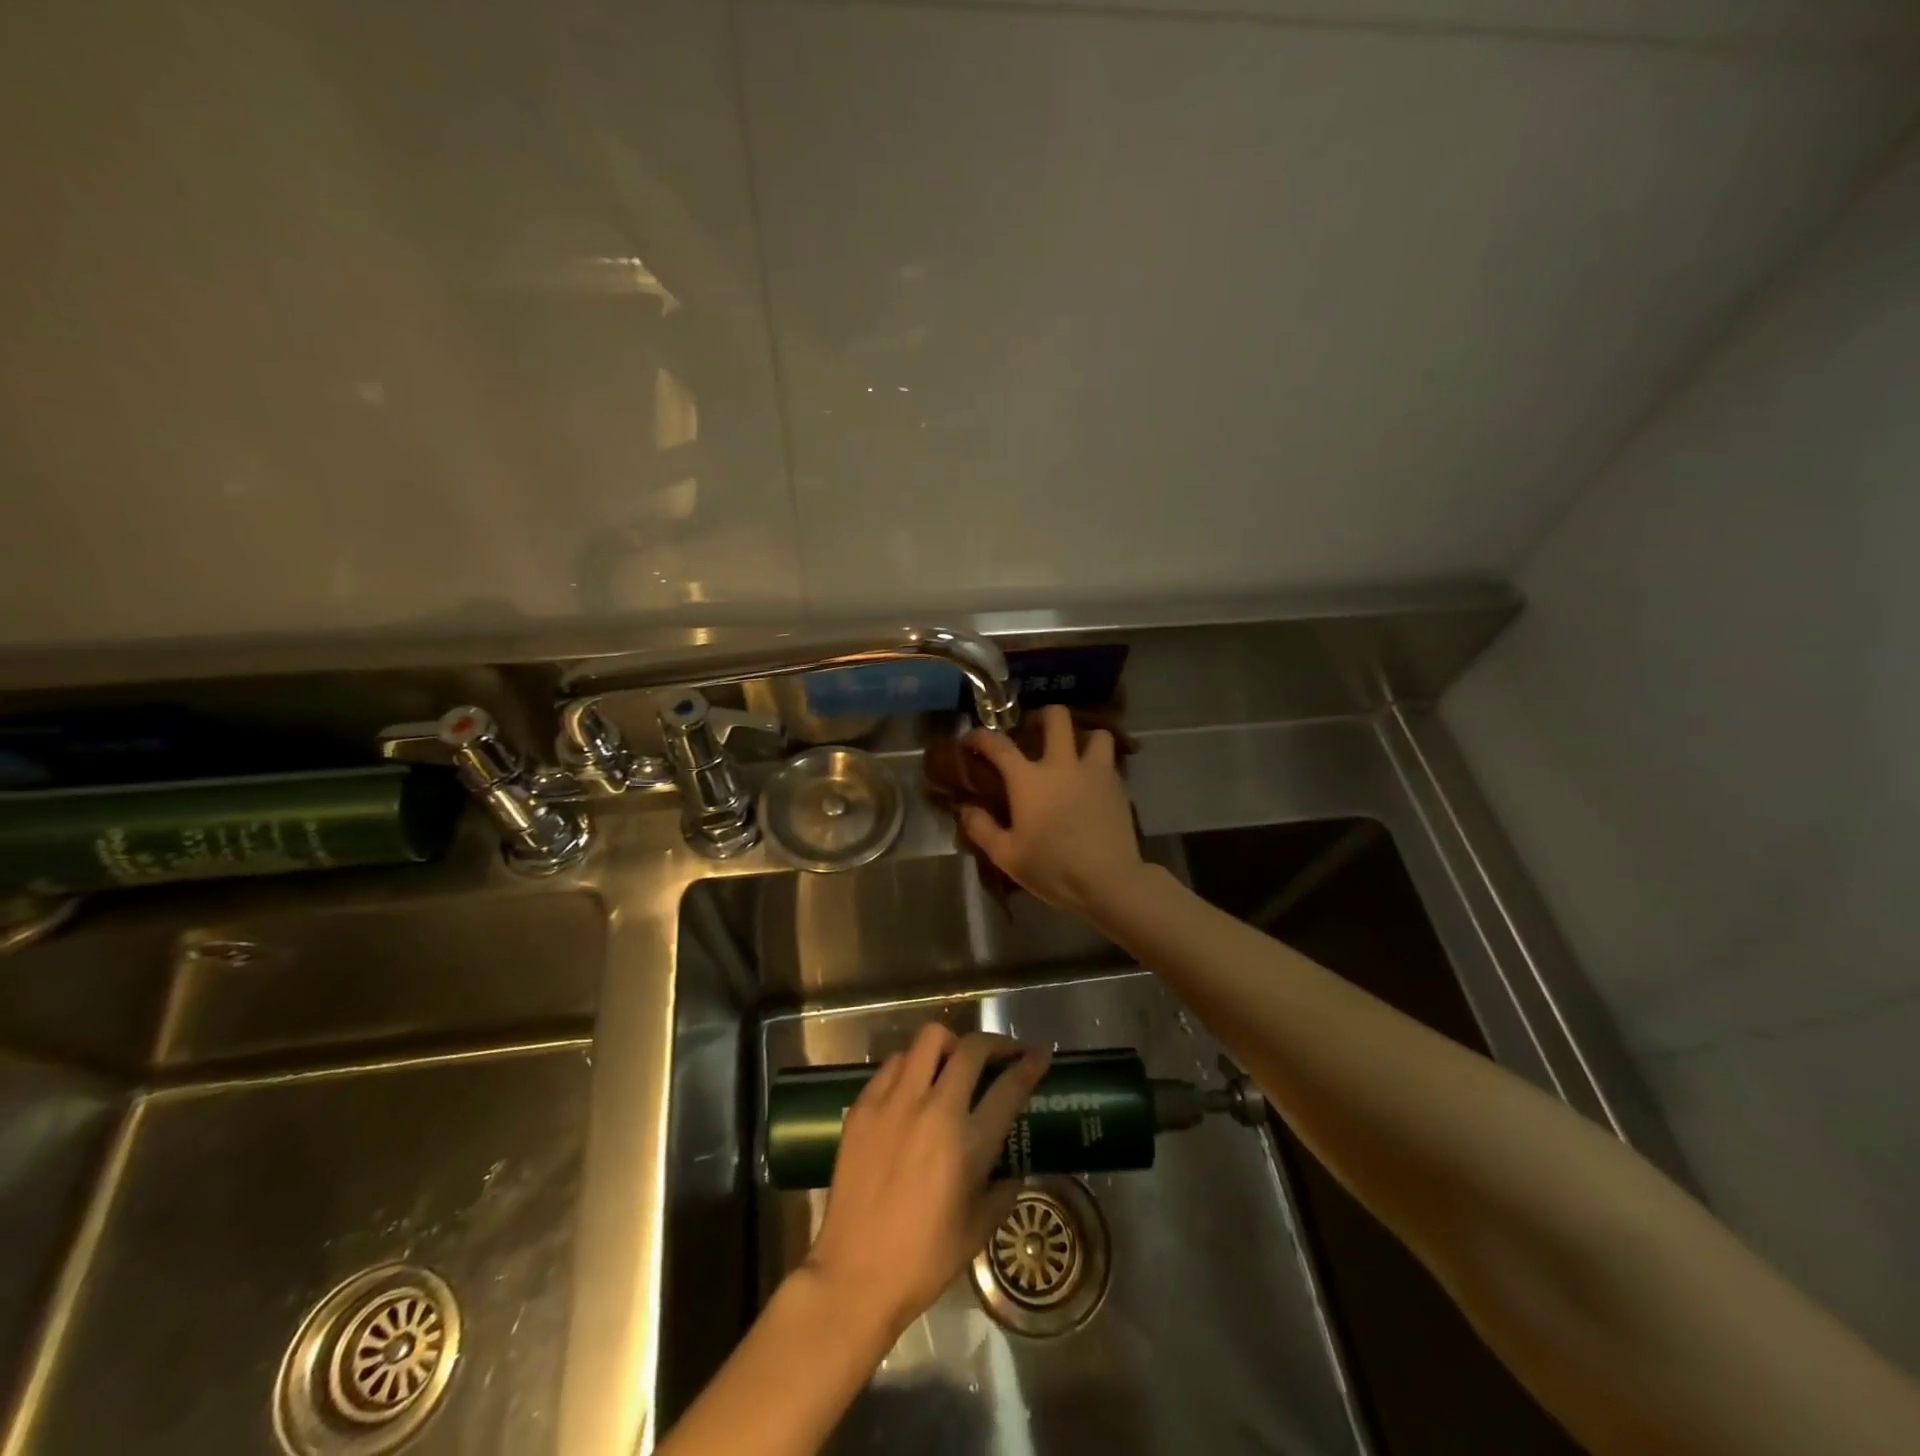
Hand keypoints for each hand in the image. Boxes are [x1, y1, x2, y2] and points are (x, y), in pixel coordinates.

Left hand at [804, 1025, 1049, 1343]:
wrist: (855, 1274)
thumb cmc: (925, 1259)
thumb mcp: (980, 1228)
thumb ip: (1003, 1188)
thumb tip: (1013, 1166)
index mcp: (968, 1142)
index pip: (1009, 1086)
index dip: (1029, 1065)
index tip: (1039, 1054)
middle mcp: (933, 1108)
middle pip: (971, 1048)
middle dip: (994, 1043)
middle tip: (1001, 1054)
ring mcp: (894, 1101)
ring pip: (928, 1040)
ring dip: (949, 1047)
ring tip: (952, 1066)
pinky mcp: (863, 1105)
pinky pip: (892, 1064)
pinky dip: (911, 1066)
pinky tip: (913, 1088)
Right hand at [959, 704, 1147, 916]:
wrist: (1109, 881)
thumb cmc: (1053, 868)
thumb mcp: (1006, 856)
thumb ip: (981, 828)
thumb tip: (966, 808)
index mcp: (1029, 779)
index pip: (999, 744)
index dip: (980, 735)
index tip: (972, 739)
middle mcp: (1062, 765)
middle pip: (1056, 717)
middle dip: (1042, 716)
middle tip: (1034, 732)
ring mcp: (1094, 772)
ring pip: (1095, 733)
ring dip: (1082, 737)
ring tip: (1073, 754)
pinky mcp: (1118, 786)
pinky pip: (1109, 760)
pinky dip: (1099, 762)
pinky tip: (1091, 782)